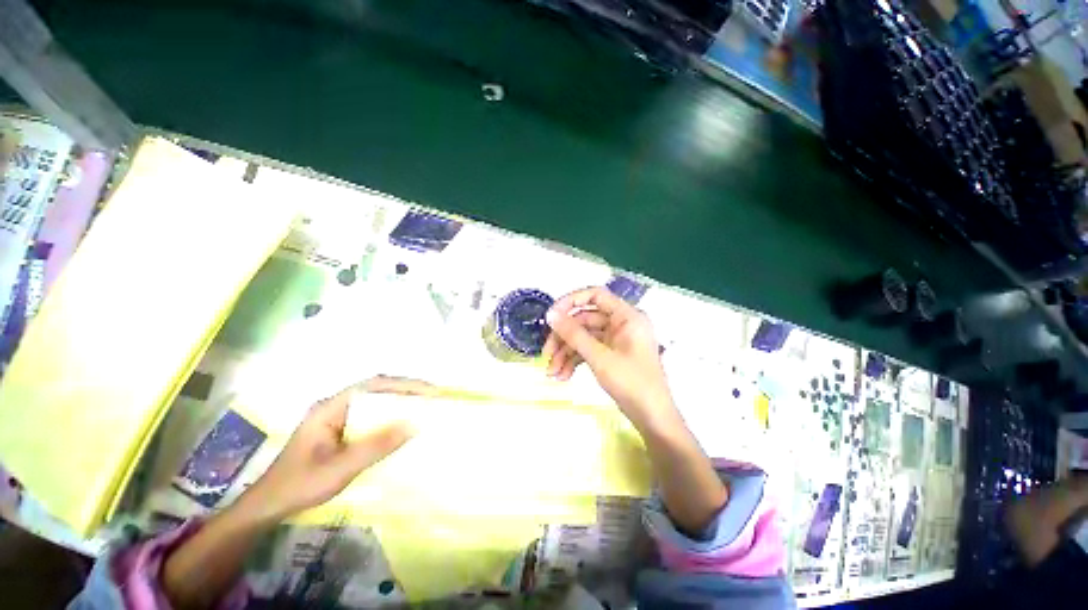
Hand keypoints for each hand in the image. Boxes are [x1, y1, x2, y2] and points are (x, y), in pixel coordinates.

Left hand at [243, 376, 436, 520]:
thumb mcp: (340, 468)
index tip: (428, 391)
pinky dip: (390, 415)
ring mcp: (337, 417)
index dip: (403, 384)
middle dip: (406, 389)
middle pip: (377, 389)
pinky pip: (371, 416)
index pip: (373, 386)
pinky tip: (401, 422)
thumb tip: (414, 424)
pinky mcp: (339, 430)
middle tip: (432, 396)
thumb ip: (376, 446)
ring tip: (424, 405)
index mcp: (331, 407)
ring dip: (399, 400)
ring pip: (375, 401)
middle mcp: (335, 406)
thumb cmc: (300, 485)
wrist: (267, 507)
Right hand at [543, 287, 674, 426]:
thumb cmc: (631, 383)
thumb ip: (574, 334)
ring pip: (584, 337)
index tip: (551, 316)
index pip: (595, 295)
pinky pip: (589, 350)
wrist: (653, 417)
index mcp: (626, 316)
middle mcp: (622, 323)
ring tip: (552, 372)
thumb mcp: (599, 357)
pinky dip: (575, 360)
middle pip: (585, 319)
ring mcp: (617, 339)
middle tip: (546, 353)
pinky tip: (563, 375)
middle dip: (564, 337)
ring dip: (566, 352)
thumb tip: (550, 314)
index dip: (571, 301)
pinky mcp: (612, 354)